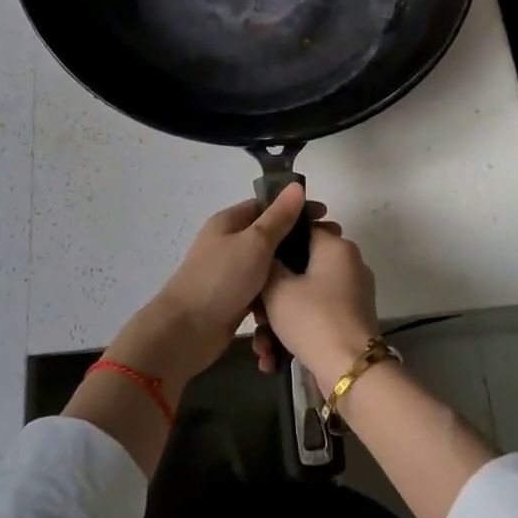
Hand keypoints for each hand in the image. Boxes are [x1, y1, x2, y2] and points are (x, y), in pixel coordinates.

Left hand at [102, 183, 313, 396]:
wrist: (187, 331)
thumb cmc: (222, 278)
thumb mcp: (255, 242)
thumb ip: (279, 217)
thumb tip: (296, 186)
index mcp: (229, 222)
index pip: (267, 206)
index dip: (296, 208)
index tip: (325, 217)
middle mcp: (228, 243)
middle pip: (269, 235)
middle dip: (298, 239)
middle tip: (330, 246)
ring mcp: (230, 272)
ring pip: (268, 265)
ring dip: (290, 268)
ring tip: (320, 273)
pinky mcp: (234, 299)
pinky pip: (262, 290)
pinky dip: (278, 292)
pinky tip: (300, 297)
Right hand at [252, 219, 380, 389]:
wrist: (349, 371)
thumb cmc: (312, 319)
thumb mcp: (277, 287)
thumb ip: (267, 262)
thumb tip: (267, 252)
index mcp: (336, 247)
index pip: (299, 229)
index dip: (272, 245)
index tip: (252, 265)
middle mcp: (348, 264)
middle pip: (298, 268)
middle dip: (270, 295)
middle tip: (255, 315)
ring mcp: (351, 293)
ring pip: (304, 296)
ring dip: (278, 320)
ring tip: (262, 347)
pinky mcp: (349, 319)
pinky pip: (315, 315)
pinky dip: (295, 331)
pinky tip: (274, 357)